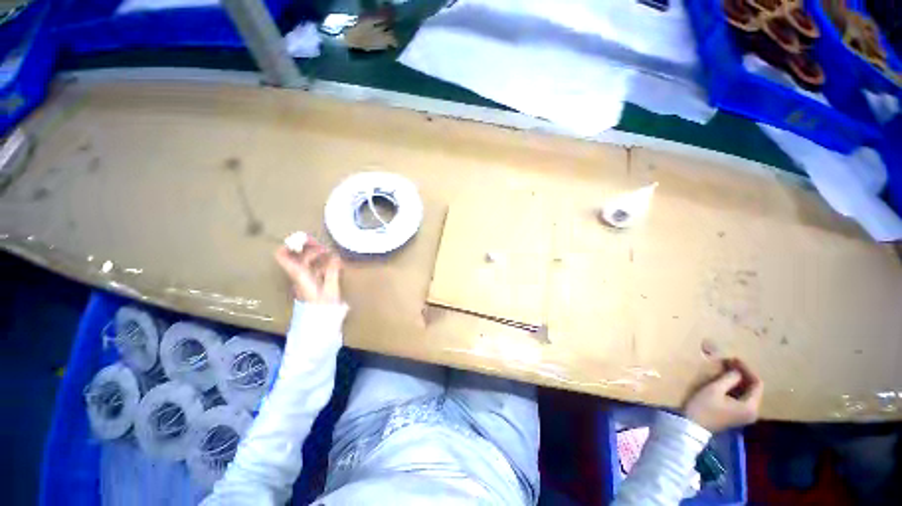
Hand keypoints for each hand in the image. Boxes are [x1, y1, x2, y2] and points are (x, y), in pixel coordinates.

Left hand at [274, 237, 341, 303]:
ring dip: (318, 255)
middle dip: (311, 248)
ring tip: (332, 254)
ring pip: (306, 262)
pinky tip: (333, 265)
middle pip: (298, 256)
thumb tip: (335, 256)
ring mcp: (303, 280)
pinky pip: (313, 269)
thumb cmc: (323, 307)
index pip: (282, 256)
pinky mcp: (310, 284)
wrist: (318, 323)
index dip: (290, 244)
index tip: (304, 238)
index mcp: (299, 275)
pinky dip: (321, 263)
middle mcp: (298, 275)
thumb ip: (332, 271)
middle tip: (326, 246)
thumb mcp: (330, 288)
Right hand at [683, 358, 762, 432]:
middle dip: (744, 374)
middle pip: (754, 389)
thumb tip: (736, 370)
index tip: (734, 359)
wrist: (693, 426)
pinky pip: (742, 398)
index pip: (757, 384)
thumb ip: (729, 378)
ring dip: (739, 380)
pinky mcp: (737, 415)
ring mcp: (745, 415)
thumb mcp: (715, 390)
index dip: (747, 369)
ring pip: (748, 393)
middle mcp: (753, 412)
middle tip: (730, 362)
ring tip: (727, 369)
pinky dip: (736, 388)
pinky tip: (726, 381)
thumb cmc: (704, 407)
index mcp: (751, 407)